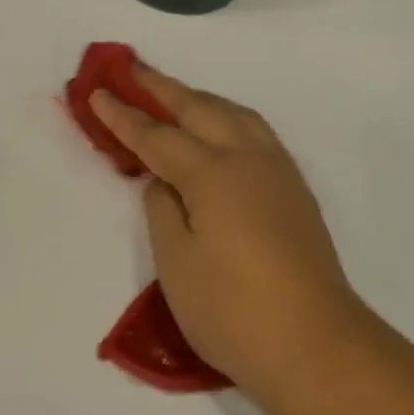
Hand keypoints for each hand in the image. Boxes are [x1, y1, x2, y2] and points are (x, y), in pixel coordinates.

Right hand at [90, 66, 363, 402]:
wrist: (316, 345)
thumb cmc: (234, 311)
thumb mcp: (178, 265)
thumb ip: (163, 210)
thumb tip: (164, 180)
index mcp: (213, 174)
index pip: (158, 136)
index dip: (124, 115)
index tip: (97, 91)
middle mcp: (248, 159)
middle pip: (199, 109)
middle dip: (162, 88)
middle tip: (132, 69)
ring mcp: (277, 171)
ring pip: (235, 114)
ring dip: (201, 98)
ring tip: (175, 95)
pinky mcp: (295, 189)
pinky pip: (256, 131)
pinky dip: (229, 117)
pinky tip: (222, 129)